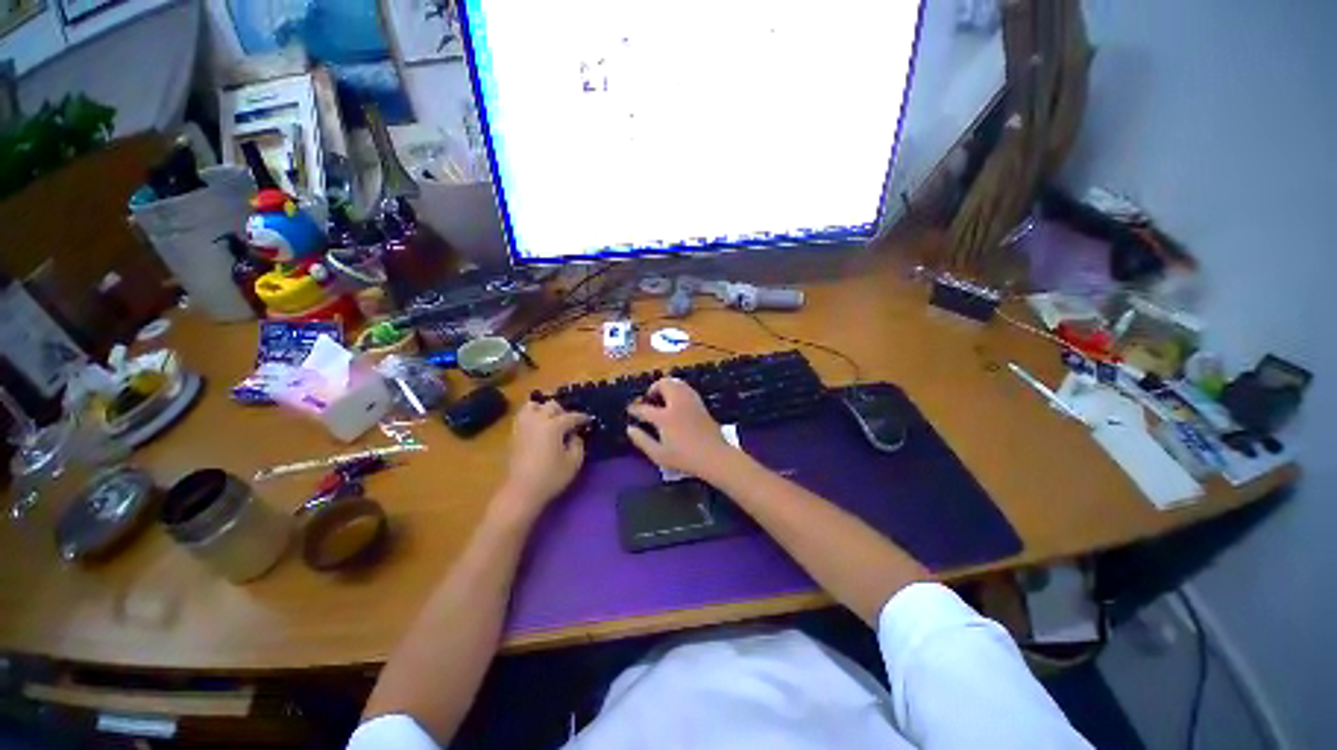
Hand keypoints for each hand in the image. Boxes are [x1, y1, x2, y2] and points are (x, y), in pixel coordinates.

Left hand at [498, 400, 590, 516]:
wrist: (521, 491)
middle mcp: (537, 420)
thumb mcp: (574, 462)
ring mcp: (523, 426)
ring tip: (551, 420)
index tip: (589, 420)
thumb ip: (578, 444)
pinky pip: (523, 417)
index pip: (571, 416)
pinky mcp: (513, 434)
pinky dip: (533, 416)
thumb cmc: (551, 477)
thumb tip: (575, 435)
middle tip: (569, 422)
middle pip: (551, 406)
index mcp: (553, 425)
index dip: (582, 418)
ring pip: (532, 406)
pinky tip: (539, 428)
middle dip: (562, 411)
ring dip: (544, 410)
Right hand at [626, 378, 733, 477]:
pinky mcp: (700, 404)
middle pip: (663, 384)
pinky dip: (677, 390)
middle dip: (653, 389)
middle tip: (649, 400)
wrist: (715, 456)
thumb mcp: (659, 455)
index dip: (634, 409)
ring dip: (666, 387)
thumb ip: (642, 440)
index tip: (630, 410)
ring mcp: (691, 401)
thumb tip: (630, 429)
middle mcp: (677, 404)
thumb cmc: (685, 458)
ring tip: (662, 400)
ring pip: (676, 383)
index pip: (644, 408)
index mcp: (665, 417)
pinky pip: (686, 389)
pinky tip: (676, 404)